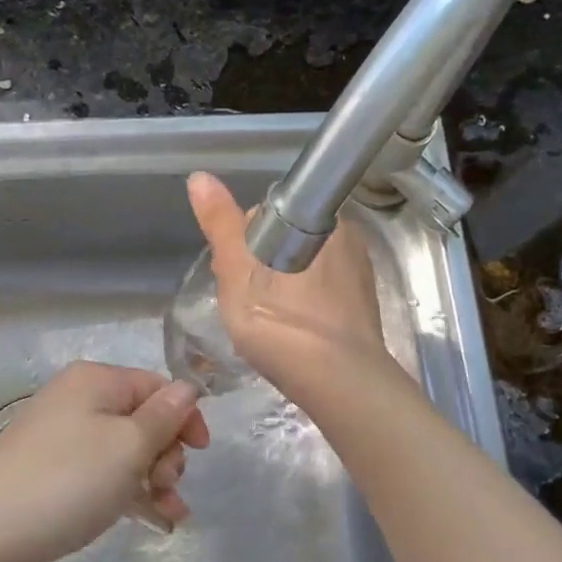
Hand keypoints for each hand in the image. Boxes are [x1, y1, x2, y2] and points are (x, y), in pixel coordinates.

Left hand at [0, 361, 209, 561]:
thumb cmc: (68, 481)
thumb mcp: (128, 447)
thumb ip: (164, 416)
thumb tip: (188, 388)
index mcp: (95, 381)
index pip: (156, 385)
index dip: (184, 416)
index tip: (201, 453)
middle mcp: (77, 400)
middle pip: (141, 417)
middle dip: (166, 452)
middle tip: (166, 485)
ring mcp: (61, 438)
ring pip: (124, 450)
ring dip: (154, 478)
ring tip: (168, 513)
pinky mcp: (52, 472)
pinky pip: (102, 473)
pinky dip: (128, 491)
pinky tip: (153, 520)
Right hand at [186, 172, 393, 398]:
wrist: (338, 384)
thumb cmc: (282, 321)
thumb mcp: (238, 269)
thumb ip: (220, 223)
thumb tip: (200, 177)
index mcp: (324, 220)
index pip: (270, 213)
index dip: (244, 239)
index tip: (231, 269)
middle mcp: (348, 240)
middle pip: (285, 241)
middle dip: (259, 265)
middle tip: (242, 301)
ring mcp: (359, 276)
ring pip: (302, 270)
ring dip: (279, 288)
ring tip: (262, 323)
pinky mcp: (361, 310)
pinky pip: (319, 297)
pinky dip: (300, 308)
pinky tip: (287, 333)